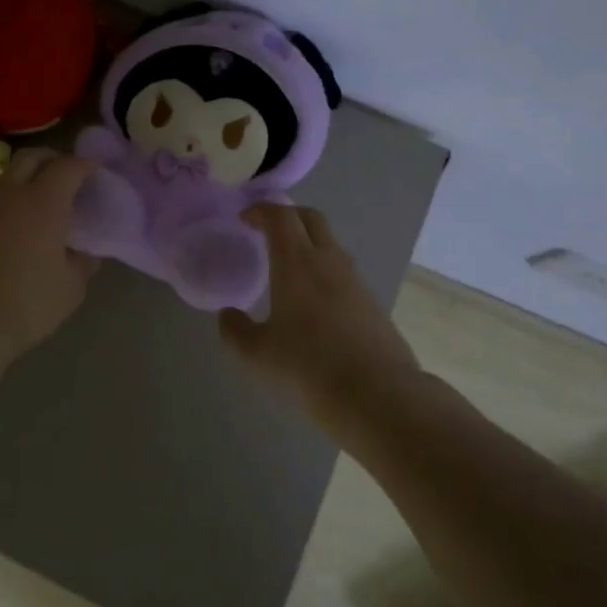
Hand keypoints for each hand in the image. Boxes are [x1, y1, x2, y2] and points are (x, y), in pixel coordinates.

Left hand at [0, 147, 98, 373]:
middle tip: (66, 174)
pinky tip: (6, 231)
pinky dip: (3, 205)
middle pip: (31, 157)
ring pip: (5, 178)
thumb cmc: (23, 307)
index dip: (85, 164)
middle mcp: (9, 193)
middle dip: (52, 158)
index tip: (94, 170)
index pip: (68, 166)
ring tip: (36, 203)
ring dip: (24, 180)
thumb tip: (85, 251)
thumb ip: (83, 263)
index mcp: (43, 202)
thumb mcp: (70, 290)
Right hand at [219, 205, 419, 428]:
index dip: (261, 210)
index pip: (280, 216)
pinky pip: (343, 270)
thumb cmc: (309, 367)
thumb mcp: (259, 354)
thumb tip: (228, 315)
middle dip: (287, 216)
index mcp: (297, 262)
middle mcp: (328, 260)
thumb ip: (236, 331)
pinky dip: (324, 269)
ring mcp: (355, 280)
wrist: (378, 395)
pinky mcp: (372, 301)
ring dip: (308, 242)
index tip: (244, 219)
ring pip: (330, 243)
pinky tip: (314, 300)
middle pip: (310, 218)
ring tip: (288, 267)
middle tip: (266, 231)